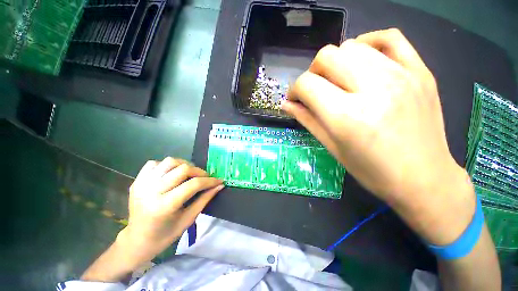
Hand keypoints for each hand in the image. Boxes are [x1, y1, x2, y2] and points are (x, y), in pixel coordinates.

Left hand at [119, 157, 222, 261]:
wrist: (139, 238)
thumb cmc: (164, 236)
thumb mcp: (185, 221)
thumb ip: (202, 202)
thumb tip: (217, 187)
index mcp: (165, 206)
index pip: (191, 185)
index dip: (208, 181)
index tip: (218, 180)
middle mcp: (152, 190)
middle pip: (180, 169)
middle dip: (197, 171)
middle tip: (205, 177)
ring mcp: (142, 183)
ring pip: (167, 162)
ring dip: (182, 165)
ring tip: (189, 173)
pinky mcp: (137, 180)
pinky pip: (153, 164)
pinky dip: (165, 166)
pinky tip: (169, 175)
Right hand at [283, 28, 474, 244]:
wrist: (427, 178)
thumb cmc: (382, 176)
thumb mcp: (342, 155)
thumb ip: (311, 123)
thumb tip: (288, 102)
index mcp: (351, 119)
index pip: (307, 84)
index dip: (297, 90)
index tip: (301, 98)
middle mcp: (375, 89)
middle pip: (327, 56)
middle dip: (318, 72)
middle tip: (327, 88)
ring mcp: (401, 76)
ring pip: (354, 45)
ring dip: (344, 60)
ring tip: (351, 77)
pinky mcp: (420, 71)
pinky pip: (391, 37)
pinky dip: (375, 40)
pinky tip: (373, 55)